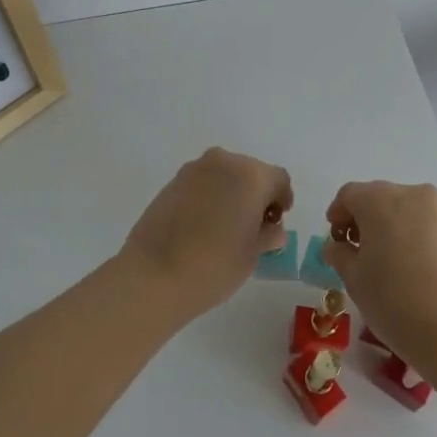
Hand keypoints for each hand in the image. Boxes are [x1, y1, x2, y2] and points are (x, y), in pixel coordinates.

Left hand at [120, 147, 292, 317]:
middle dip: (257, 194)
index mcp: (251, 176)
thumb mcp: (253, 253)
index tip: (277, 221)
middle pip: (251, 172)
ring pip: (225, 174)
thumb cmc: (215, 265)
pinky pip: (203, 182)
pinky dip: (210, 195)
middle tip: (255, 225)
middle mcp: (224, 162)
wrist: (154, 274)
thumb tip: (271, 228)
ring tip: (227, 226)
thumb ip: (267, 234)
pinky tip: (204, 224)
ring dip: (232, 192)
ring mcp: (194, 169)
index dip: (282, 198)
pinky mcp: (173, 181)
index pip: (278, 179)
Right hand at [320, 181, 436, 363]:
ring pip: (402, 209)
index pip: (349, 195)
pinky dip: (408, 235)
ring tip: (381, 261)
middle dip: (362, 219)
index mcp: (379, 199)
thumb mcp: (354, 279)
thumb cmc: (394, 300)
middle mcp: (410, 195)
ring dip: (386, 226)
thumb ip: (339, 255)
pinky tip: (405, 265)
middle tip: (354, 250)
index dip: (337, 214)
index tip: (334, 240)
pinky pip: (422, 224)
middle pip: (377, 198)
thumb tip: (336, 247)